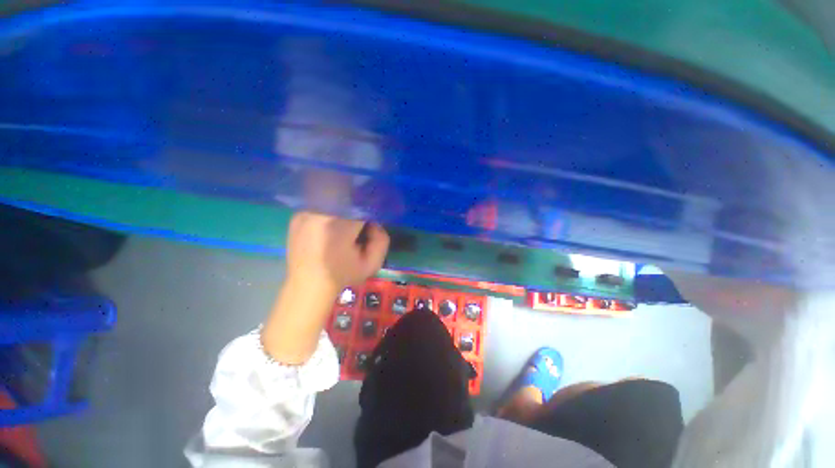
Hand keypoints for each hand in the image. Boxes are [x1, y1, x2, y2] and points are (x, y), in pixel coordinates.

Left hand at [262, 212, 389, 363]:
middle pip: (348, 199)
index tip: (370, 225)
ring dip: (343, 210)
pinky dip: (329, 212)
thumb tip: (374, 223)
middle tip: (357, 229)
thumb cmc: (342, 275)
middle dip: (357, 211)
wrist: (308, 286)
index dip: (370, 213)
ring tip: (341, 231)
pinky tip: (328, 230)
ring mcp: (305, 212)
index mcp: (339, 223)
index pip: (363, 204)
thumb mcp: (372, 263)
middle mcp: (320, 212)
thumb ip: (381, 238)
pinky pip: (320, 206)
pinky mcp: (297, 215)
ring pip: (333, 200)